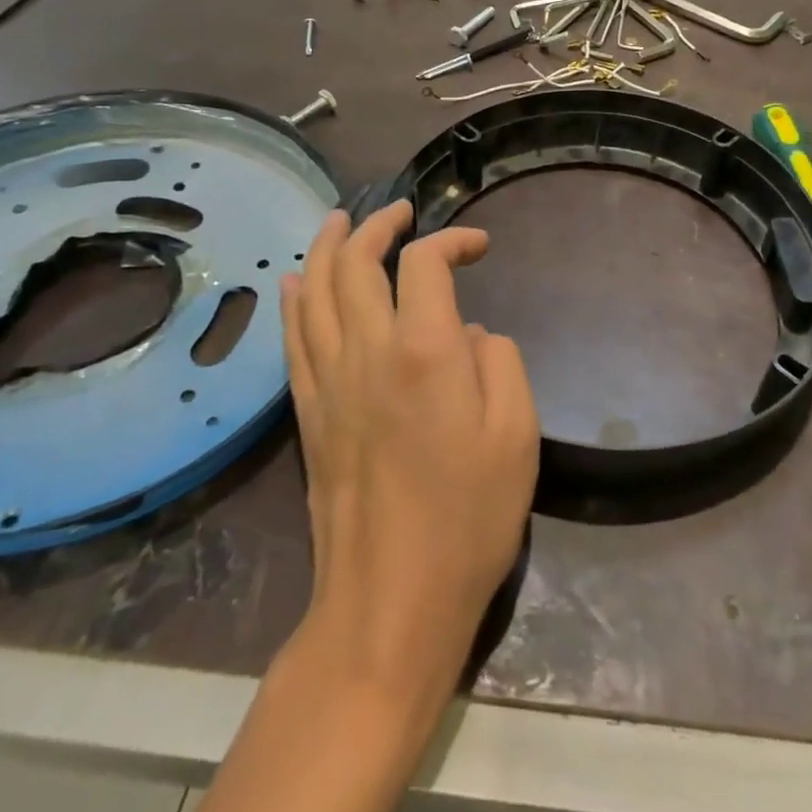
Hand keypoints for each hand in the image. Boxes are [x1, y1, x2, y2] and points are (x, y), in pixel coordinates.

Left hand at [278, 201, 538, 703]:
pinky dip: (295, 299)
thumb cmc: (469, 518)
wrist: (391, 602)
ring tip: (341, 220)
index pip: (424, 262)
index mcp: (425, 350)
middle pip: (355, 263)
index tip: (479, 247)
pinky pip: (293, 339)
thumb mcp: (517, 434)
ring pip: (315, 291)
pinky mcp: (309, 413)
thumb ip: (500, 362)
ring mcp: (330, 382)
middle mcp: (368, 352)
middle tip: (400, 210)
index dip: (452, 240)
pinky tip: (296, 281)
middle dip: (377, 225)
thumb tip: (472, 336)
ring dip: (327, 247)